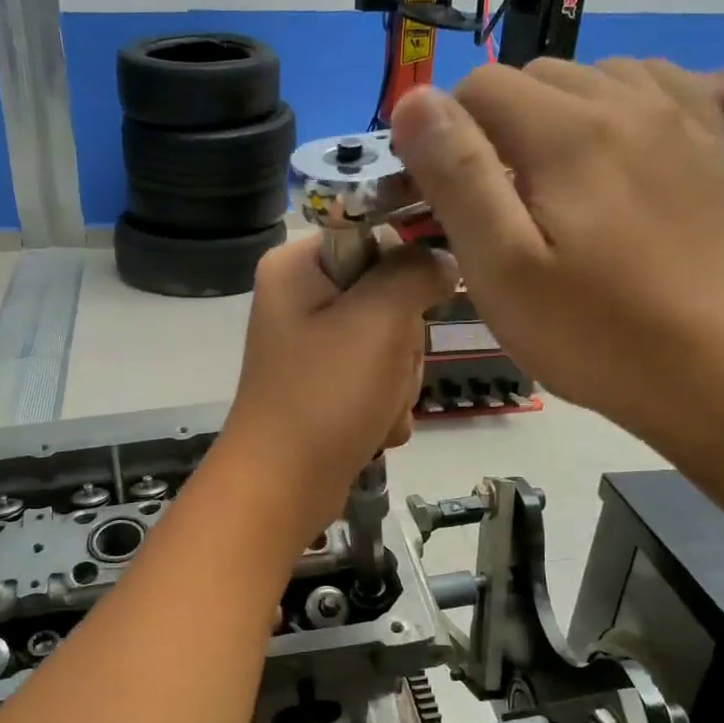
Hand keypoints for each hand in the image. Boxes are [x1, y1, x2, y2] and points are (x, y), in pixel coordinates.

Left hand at [221, 236, 458, 536]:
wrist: (282, 487)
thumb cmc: (326, 395)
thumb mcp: (380, 319)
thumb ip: (415, 272)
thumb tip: (440, 257)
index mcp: (298, 266)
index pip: (375, 236)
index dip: (406, 270)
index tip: (414, 307)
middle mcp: (301, 299)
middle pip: (389, 294)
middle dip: (402, 343)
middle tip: (383, 371)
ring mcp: (313, 345)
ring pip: (391, 342)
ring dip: (397, 381)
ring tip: (375, 408)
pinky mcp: (324, 385)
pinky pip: (376, 378)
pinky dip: (383, 405)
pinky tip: (371, 428)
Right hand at [390, 59, 723, 435]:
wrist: (714, 371)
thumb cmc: (590, 331)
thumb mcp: (500, 267)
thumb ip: (456, 176)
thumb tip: (414, 100)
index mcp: (567, 132)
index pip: (480, 86)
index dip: (445, 133)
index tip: (444, 194)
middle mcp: (627, 102)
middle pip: (535, 76)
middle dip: (497, 124)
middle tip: (494, 200)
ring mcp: (680, 118)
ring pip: (593, 76)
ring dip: (554, 114)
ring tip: (550, 183)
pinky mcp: (711, 144)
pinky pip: (654, 86)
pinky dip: (616, 106)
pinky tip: (610, 155)